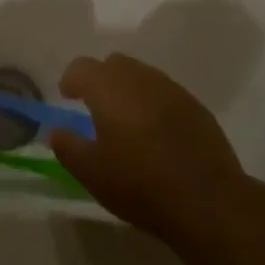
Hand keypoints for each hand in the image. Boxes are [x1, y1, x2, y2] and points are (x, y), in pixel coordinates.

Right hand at [49, 54, 245, 241]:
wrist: (207, 200)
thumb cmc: (140, 184)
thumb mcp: (91, 173)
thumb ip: (68, 146)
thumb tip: (57, 131)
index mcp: (108, 87)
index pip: (81, 67)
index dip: (71, 80)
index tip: (68, 97)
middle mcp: (139, 77)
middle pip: (113, 64)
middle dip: (101, 80)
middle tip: (96, 108)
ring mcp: (171, 89)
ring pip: (141, 76)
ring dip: (129, 90)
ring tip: (127, 122)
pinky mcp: (195, 106)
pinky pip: (165, 93)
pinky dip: (153, 104)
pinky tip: (157, 133)